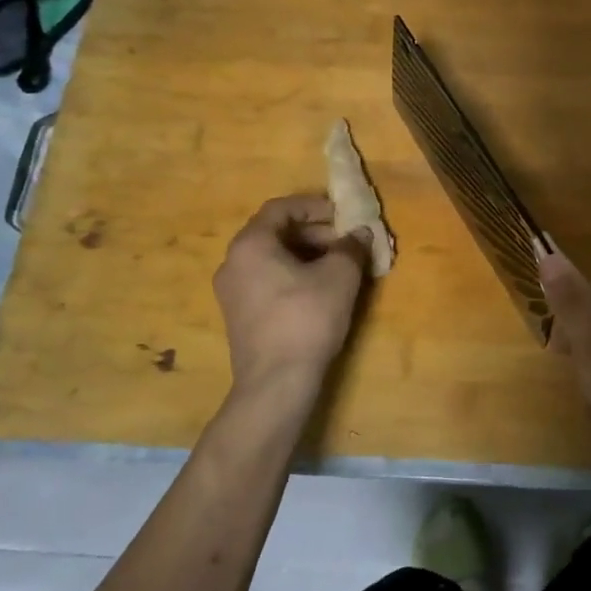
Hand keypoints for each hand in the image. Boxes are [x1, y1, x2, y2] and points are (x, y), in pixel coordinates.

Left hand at [213, 196, 370, 392]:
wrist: (275, 383)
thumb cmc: (307, 318)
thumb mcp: (340, 276)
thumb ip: (351, 247)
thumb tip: (360, 233)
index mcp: (250, 244)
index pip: (281, 208)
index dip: (314, 206)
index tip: (342, 216)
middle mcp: (232, 262)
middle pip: (274, 232)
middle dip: (313, 233)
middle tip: (345, 243)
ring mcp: (231, 291)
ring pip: (270, 258)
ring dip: (305, 255)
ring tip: (337, 267)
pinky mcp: (238, 316)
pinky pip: (265, 281)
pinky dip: (292, 276)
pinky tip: (319, 291)